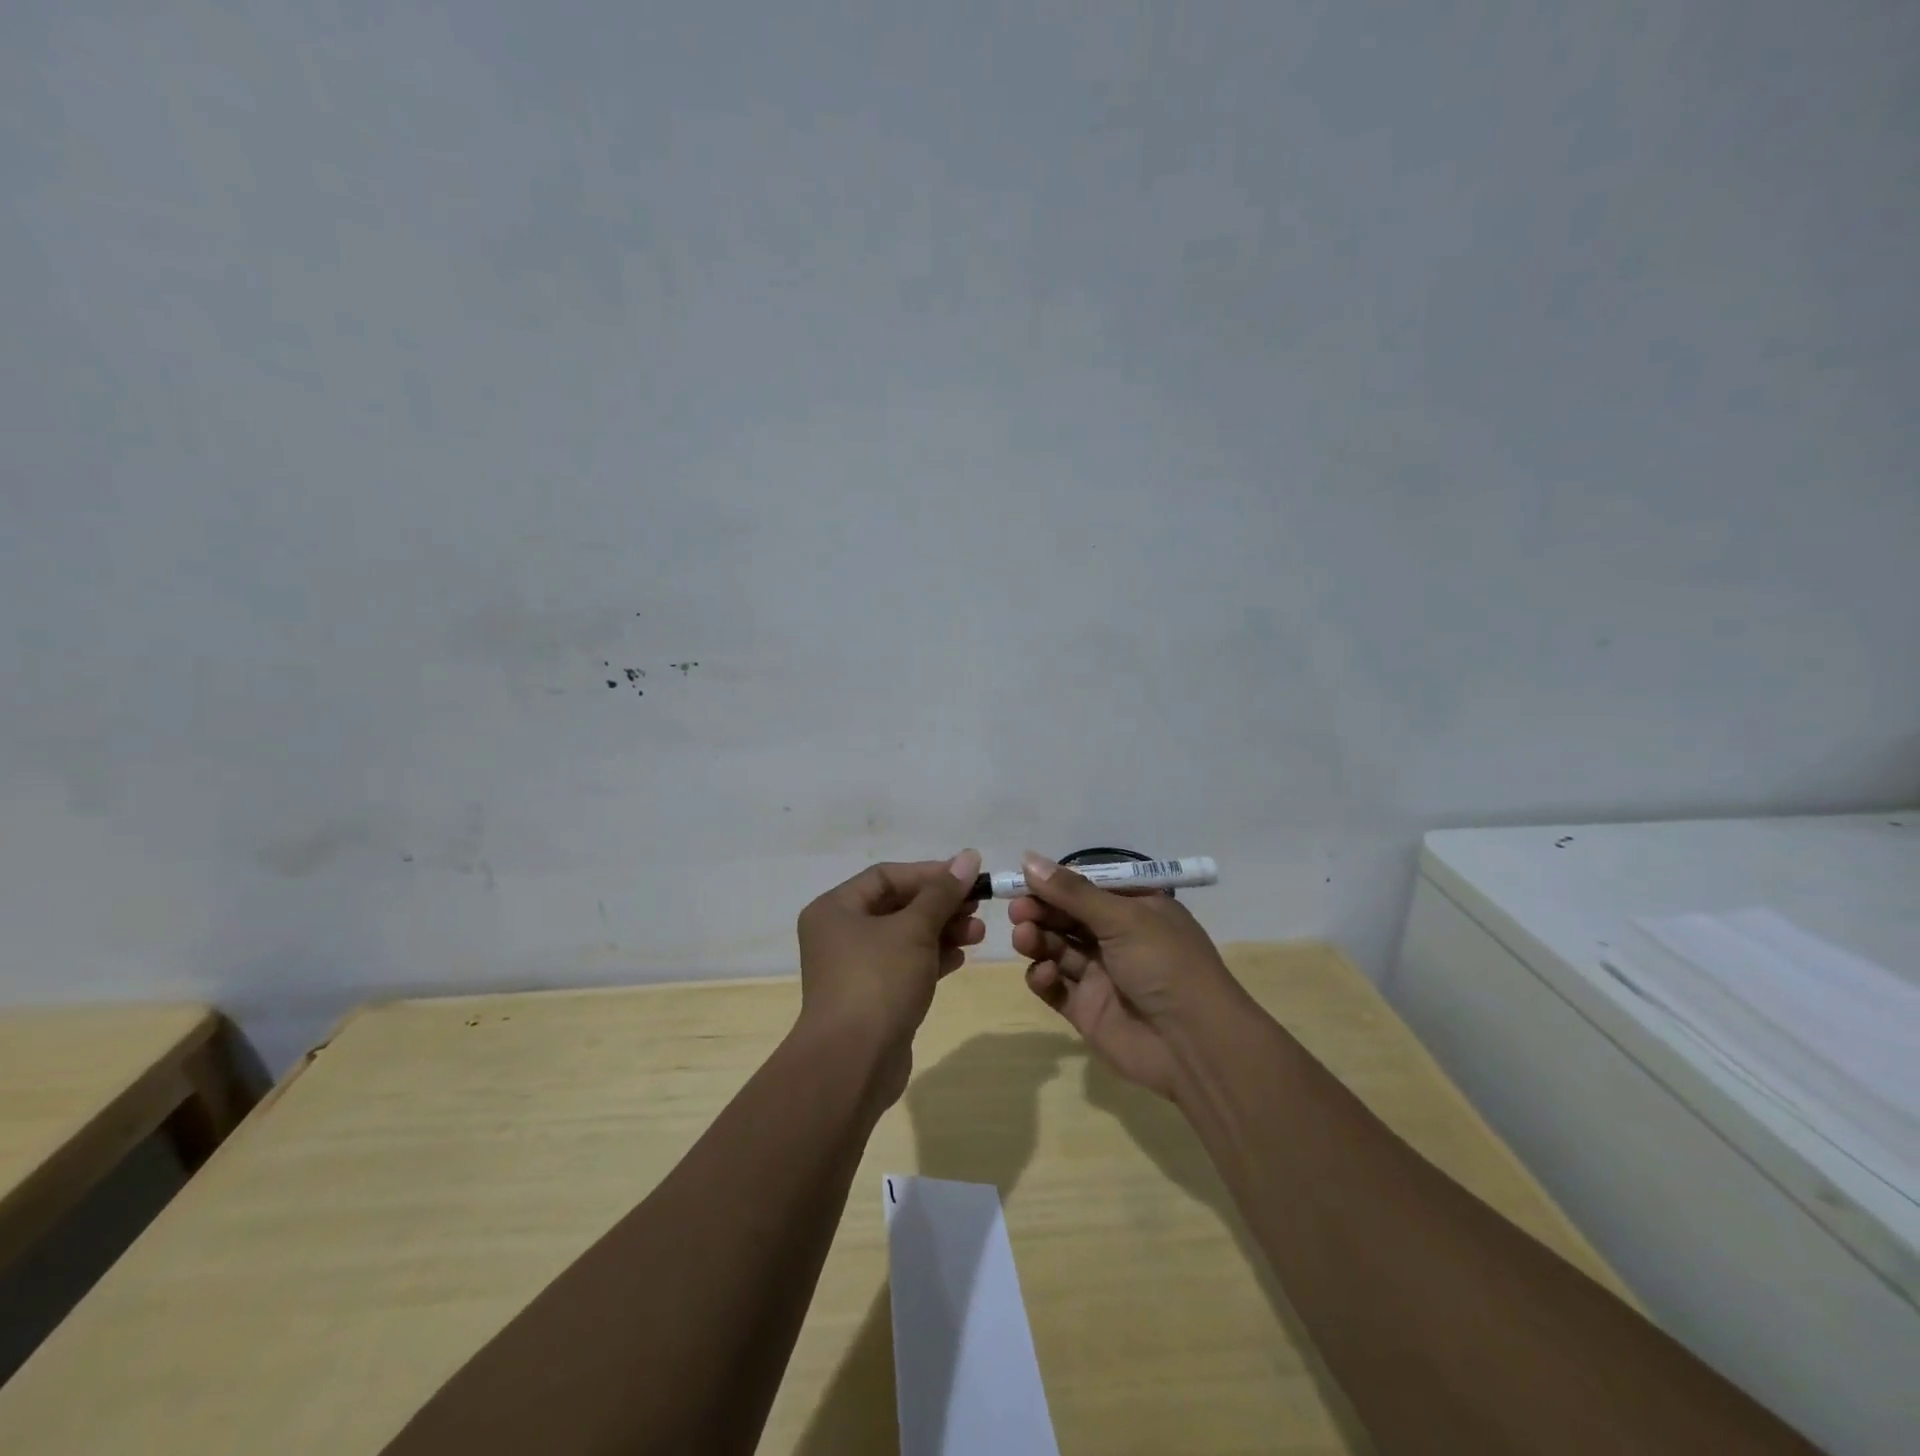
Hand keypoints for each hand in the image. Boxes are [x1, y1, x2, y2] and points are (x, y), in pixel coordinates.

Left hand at [795, 851, 984, 1102]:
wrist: (853, 1063)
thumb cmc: (878, 981)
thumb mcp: (914, 929)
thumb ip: (943, 892)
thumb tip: (969, 856)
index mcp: (836, 908)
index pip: (887, 876)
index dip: (929, 874)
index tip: (968, 877)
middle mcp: (839, 933)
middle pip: (897, 905)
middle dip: (940, 905)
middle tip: (978, 908)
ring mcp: (854, 968)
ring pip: (904, 937)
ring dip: (942, 931)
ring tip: (978, 934)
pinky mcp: (872, 997)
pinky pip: (905, 965)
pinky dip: (932, 957)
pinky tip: (961, 956)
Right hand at [1012, 852, 1242, 1098]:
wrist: (1194, 1044)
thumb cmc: (1165, 964)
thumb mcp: (1123, 918)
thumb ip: (1072, 892)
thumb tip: (1028, 859)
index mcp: (1135, 909)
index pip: (1086, 888)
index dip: (1054, 883)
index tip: (1022, 879)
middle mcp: (1117, 938)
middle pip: (1067, 917)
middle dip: (1040, 911)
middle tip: (1018, 910)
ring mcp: (1100, 975)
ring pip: (1057, 949)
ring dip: (1038, 940)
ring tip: (1025, 938)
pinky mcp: (1086, 1009)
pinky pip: (1055, 987)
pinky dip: (1043, 977)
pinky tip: (1045, 974)